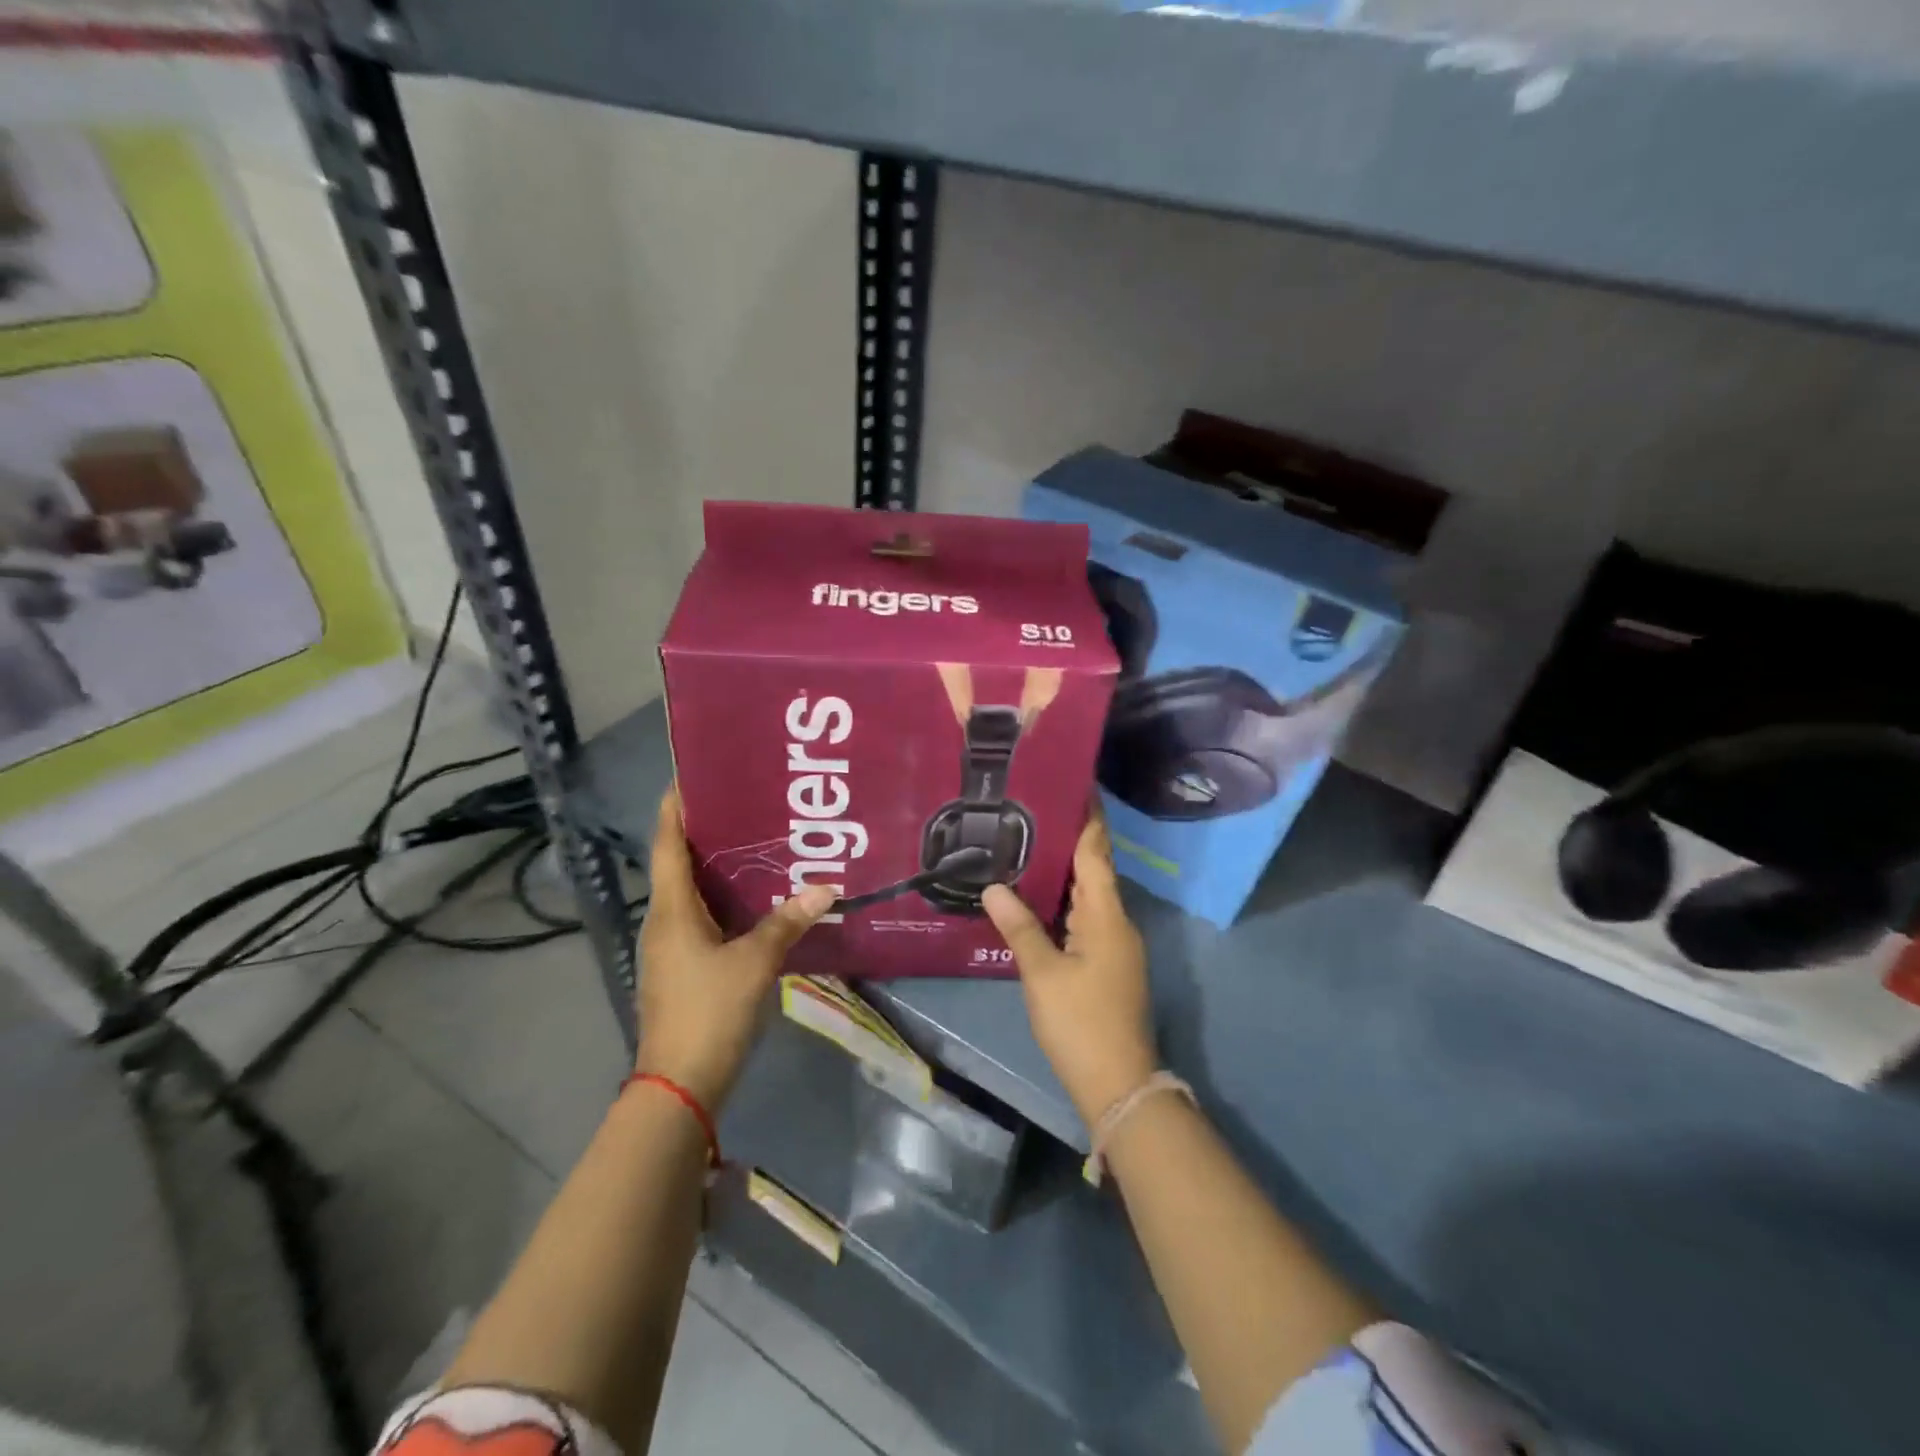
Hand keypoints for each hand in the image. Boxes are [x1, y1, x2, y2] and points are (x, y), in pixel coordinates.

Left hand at [636, 788, 834, 1108]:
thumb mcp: (754, 962)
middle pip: (679, 864)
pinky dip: (723, 900)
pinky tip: (755, 899)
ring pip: (692, 892)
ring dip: (717, 867)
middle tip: (745, 804)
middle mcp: (664, 921)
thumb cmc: (709, 1011)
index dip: (675, 808)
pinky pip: (701, 918)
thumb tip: (826, 888)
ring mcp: (672, 947)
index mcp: (672, 910)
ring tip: (757, 843)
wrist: (679, 1084)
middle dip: (706, 832)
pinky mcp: (683, 968)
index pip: (668, 844)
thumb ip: (788, 922)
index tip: (693, 776)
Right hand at [982, 808, 1156, 1126]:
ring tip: (1029, 842)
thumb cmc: (1080, 1022)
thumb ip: (1019, 926)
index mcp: (1106, 915)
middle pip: (1094, 869)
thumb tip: (994, 886)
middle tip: (1035, 808)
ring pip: (1088, 895)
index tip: (1077, 783)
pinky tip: (1039, 897)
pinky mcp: (1108, 964)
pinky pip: (1085, 917)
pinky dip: (1065, 900)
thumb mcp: (1043, 973)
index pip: (1096, 852)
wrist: (1118, 1083)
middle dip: (1069, 838)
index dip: (1088, 817)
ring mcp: (1115, 945)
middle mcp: (1116, 922)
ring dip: (1065, 870)